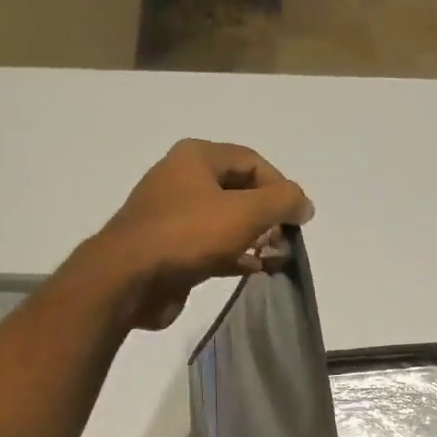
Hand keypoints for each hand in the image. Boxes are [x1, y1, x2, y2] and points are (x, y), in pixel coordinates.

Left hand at [78, 138, 313, 330]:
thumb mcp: (244, 213)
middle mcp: (183, 180)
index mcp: (196, 157)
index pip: (252, 161)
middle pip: (239, 191)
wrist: (130, 278)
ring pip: (226, 221)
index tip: (297, 218)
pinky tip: (254, 270)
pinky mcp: (172, 250)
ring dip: (254, 238)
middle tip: (285, 240)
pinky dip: (236, 256)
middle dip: (268, 215)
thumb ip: (281, 203)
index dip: (280, 186)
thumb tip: (305, 203)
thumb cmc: (188, 235)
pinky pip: (213, 246)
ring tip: (275, 257)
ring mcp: (175, 216)